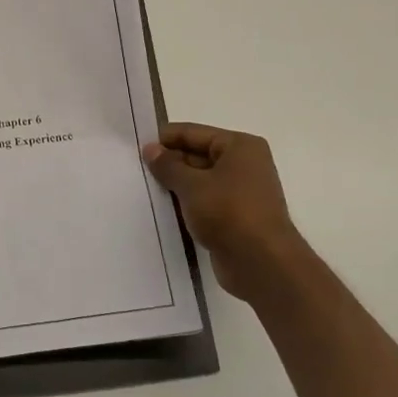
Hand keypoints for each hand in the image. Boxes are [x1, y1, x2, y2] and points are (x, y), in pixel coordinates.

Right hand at [142, 122, 311, 303]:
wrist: (262, 263)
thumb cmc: (229, 212)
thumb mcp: (192, 185)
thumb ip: (168, 166)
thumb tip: (151, 149)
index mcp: (240, 147)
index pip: (194, 133)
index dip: (165, 139)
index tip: (136, 146)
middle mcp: (244, 165)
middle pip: (197, 156)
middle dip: (169, 164)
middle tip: (136, 170)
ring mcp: (241, 193)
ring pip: (200, 182)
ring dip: (176, 187)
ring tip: (144, 189)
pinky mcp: (235, 218)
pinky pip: (204, 203)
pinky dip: (186, 205)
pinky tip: (162, 210)